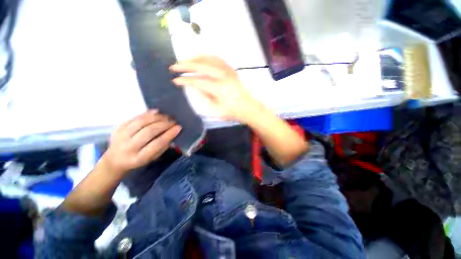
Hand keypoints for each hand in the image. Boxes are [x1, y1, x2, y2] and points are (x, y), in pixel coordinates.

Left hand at [101, 110, 180, 175]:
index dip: (169, 134)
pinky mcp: (118, 128)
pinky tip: (157, 112)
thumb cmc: (138, 160)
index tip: (178, 127)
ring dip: (156, 117)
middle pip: (148, 131)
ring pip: (141, 122)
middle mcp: (128, 147)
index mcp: (138, 158)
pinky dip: (147, 114)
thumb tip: (172, 133)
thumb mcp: (152, 158)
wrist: (114, 160)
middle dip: (164, 124)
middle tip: (174, 121)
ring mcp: (121, 136)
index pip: (156, 144)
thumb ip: (162, 147)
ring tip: (167, 116)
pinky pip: (134, 118)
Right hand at [170, 55, 259, 122]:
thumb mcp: (217, 109)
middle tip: (174, 66)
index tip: (175, 80)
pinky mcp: (231, 70)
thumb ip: (204, 96)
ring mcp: (228, 71)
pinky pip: (218, 59)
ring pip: (209, 58)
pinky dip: (207, 57)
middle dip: (185, 65)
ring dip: (195, 58)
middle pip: (201, 65)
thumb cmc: (233, 111)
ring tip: (185, 60)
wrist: (248, 107)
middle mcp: (223, 76)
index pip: (198, 81)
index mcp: (219, 88)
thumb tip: (194, 86)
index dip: (185, 80)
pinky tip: (201, 59)